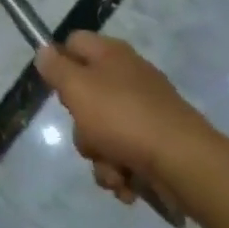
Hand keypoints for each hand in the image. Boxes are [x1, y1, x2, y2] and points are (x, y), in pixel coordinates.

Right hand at [35, 34, 211, 205]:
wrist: (184, 163)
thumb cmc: (123, 118)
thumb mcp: (77, 88)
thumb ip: (56, 68)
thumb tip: (44, 50)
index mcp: (111, 55)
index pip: (74, 43)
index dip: (60, 63)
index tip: (57, 89)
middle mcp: (128, 77)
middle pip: (86, 95)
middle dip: (82, 127)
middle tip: (88, 135)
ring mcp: (145, 111)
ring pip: (103, 132)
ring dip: (100, 157)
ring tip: (113, 171)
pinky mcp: (157, 142)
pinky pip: (125, 154)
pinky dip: (122, 172)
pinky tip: (127, 184)